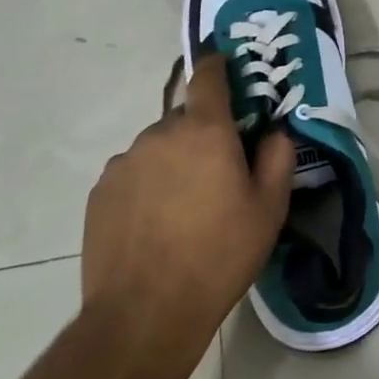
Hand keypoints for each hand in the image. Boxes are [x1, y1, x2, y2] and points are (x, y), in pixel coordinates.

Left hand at [80, 55, 293, 374]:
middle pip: (186, 120)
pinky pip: (133, 174)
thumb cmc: (219, 256)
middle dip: (203, 136)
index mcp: (205, 131)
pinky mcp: (101, 191)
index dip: (218, 65)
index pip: (209, 77)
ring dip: (174, 163)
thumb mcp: (269, 210)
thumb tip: (275, 132)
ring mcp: (125, 162)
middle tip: (218, 176)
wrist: (144, 313)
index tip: (225, 65)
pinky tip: (155, 225)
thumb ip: (278, 158)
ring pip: (158, 148)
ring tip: (183, 210)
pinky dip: (147, 186)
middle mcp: (160, 134)